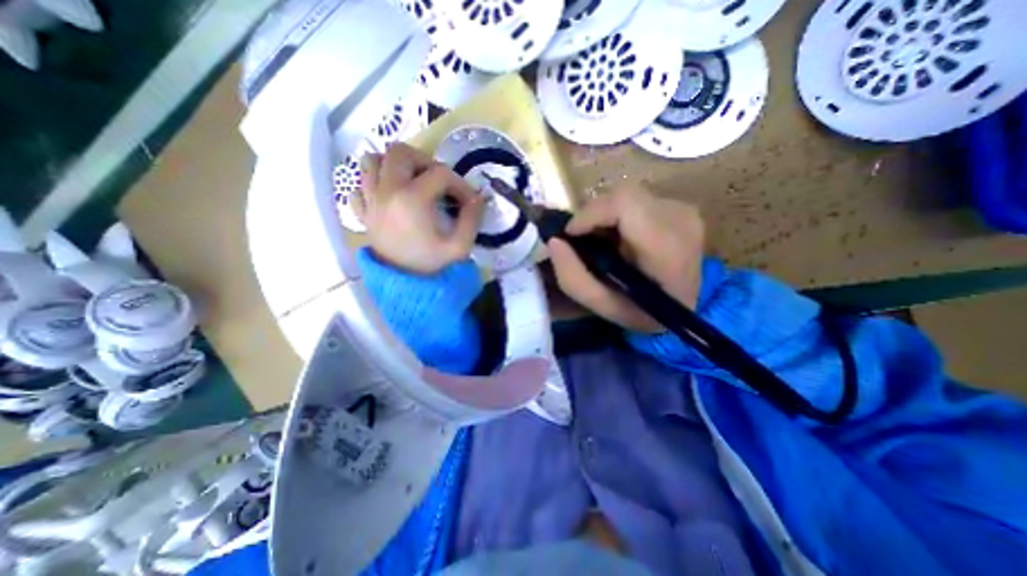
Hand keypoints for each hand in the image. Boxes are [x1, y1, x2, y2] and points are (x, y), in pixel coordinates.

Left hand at [358, 146, 486, 275]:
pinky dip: (373, 184)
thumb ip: (472, 217)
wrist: (406, 289)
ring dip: (394, 166)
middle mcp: (386, 192)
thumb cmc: (433, 267)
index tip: (469, 201)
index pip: (440, 173)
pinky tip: (390, 197)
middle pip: (399, 152)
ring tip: (412, 182)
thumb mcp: (460, 245)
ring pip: (372, 162)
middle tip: (439, 181)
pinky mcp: (363, 214)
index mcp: (412, 199)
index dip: (460, 184)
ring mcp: (370, 202)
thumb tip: (479, 196)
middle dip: (425, 161)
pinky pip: (359, 186)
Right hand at [545, 184, 706, 332]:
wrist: (683, 309)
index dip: (591, 213)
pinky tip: (618, 237)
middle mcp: (681, 219)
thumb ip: (572, 278)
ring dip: (604, 215)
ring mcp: (684, 210)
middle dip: (593, 215)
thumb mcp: (601, 305)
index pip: (625, 203)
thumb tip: (553, 241)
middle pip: (623, 195)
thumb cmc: (642, 313)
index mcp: (667, 248)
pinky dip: (617, 215)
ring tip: (601, 241)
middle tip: (582, 239)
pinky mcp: (679, 206)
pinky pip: (636, 199)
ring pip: (627, 195)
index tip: (570, 234)